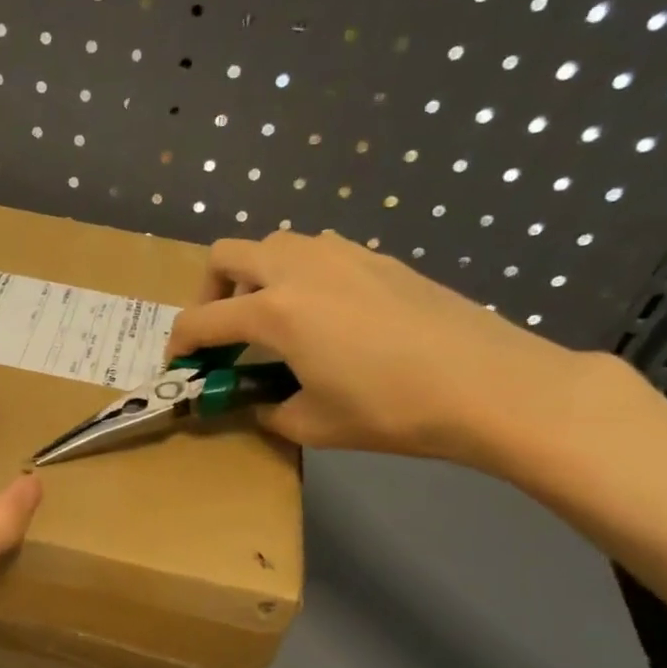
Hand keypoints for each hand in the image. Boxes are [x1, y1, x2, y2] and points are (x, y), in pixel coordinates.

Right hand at [165, 231, 598, 464]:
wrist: (488, 384)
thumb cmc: (390, 409)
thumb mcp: (313, 424)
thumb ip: (268, 409)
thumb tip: (258, 402)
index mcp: (275, 311)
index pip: (202, 320)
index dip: (179, 344)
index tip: (178, 364)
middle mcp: (299, 268)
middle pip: (226, 255)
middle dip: (209, 293)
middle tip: (222, 332)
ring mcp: (342, 254)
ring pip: (275, 243)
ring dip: (256, 276)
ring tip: (273, 319)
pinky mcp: (378, 258)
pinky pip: (318, 250)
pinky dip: (300, 273)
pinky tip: (325, 314)